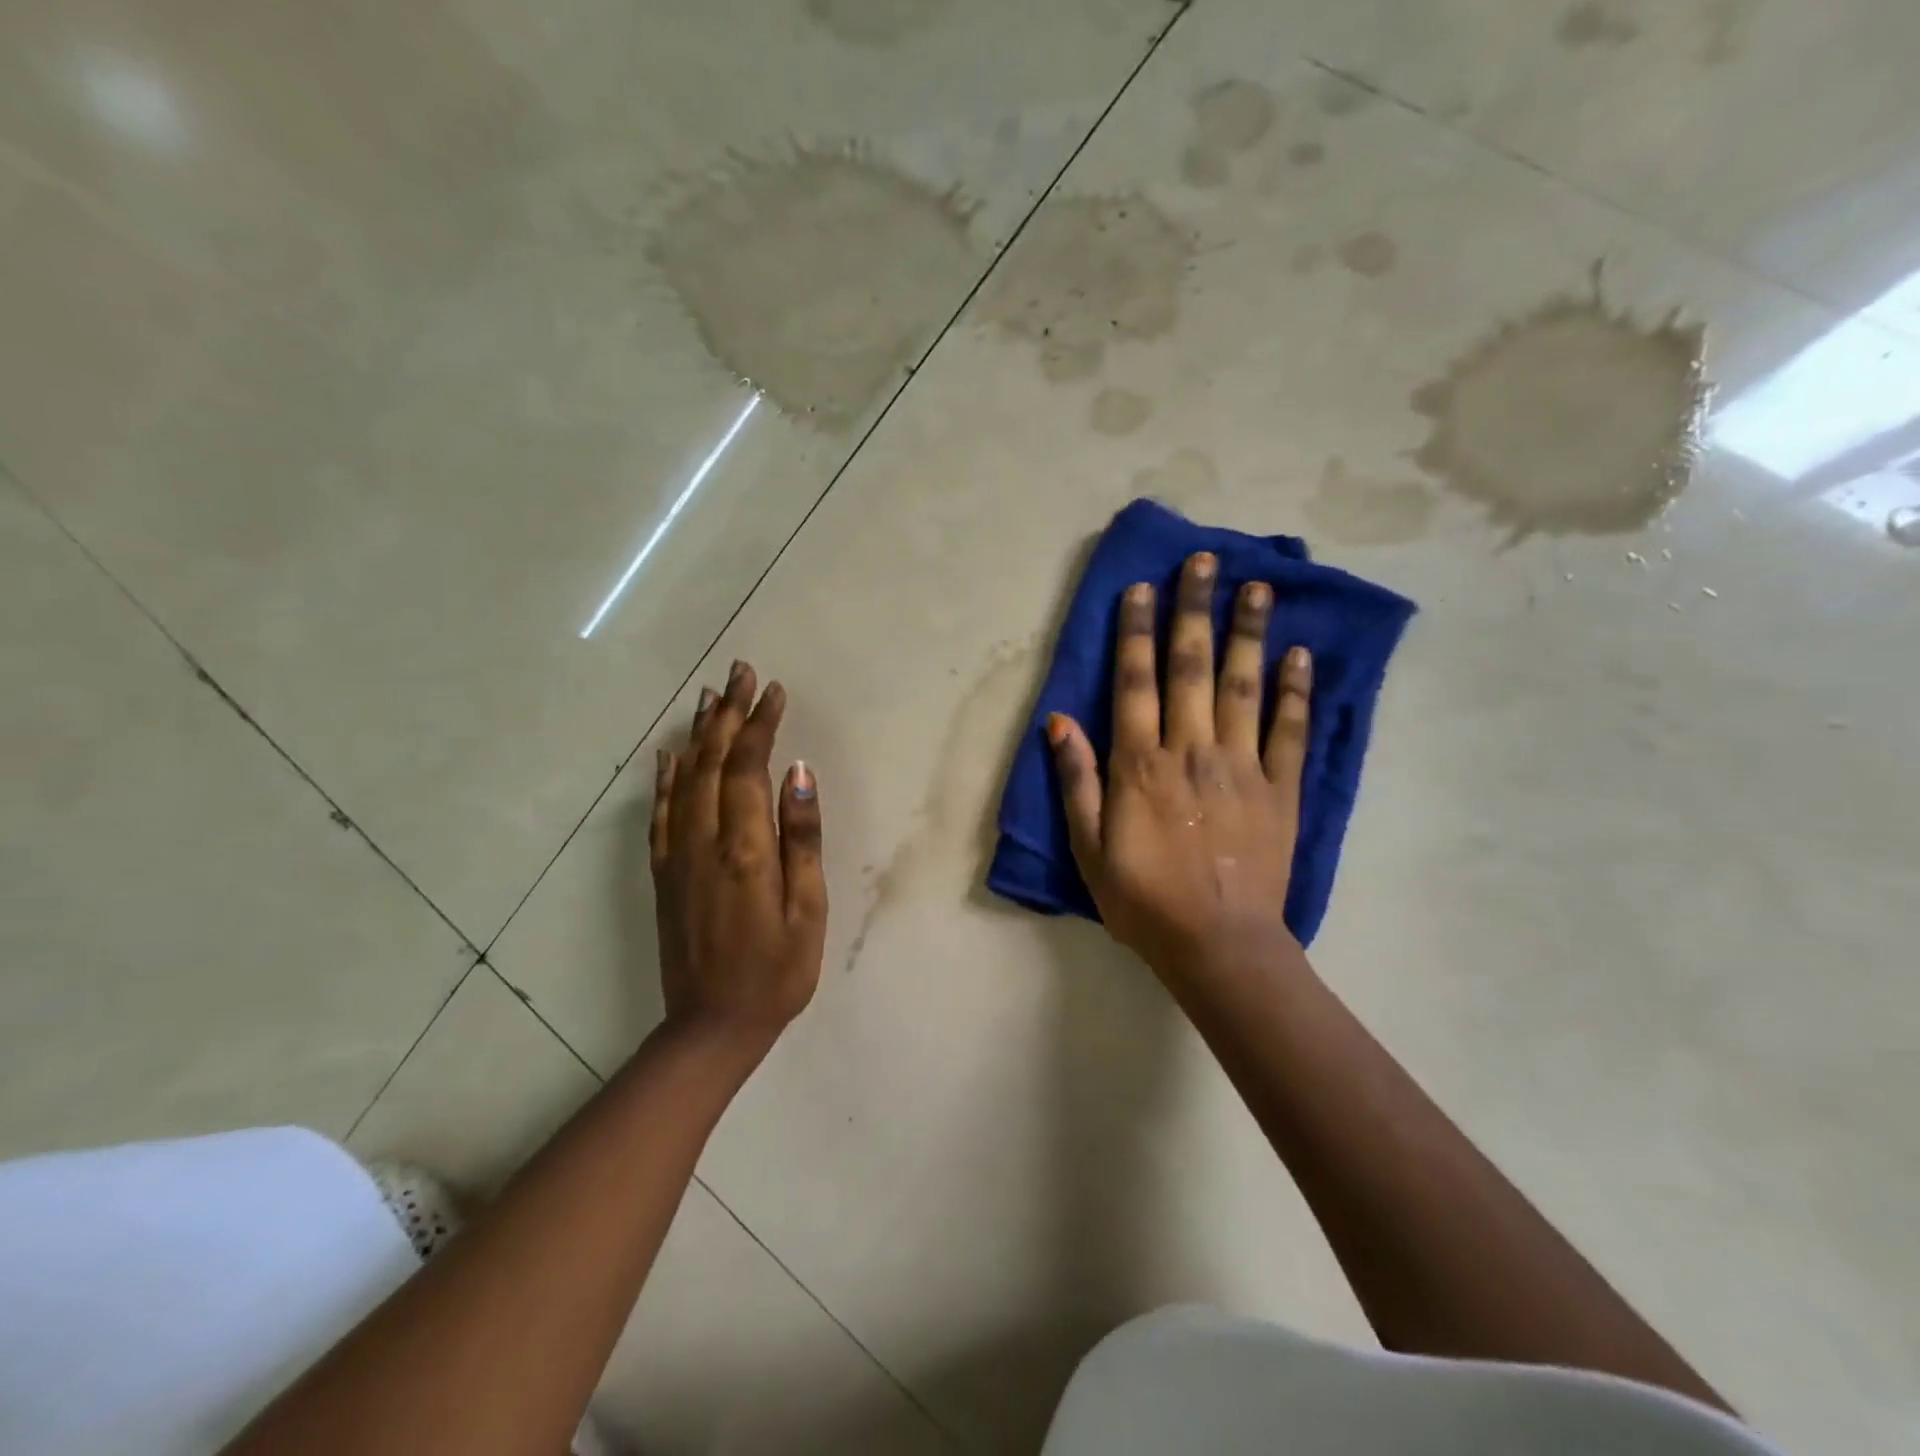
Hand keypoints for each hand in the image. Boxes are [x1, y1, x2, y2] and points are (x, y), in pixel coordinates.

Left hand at [650, 661, 826, 1054]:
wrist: (712, 1025)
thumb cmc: (778, 970)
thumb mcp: (808, 908)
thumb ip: (802, 836)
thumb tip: (799, 772)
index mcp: (745, 847)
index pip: (750, 766)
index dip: (760, 724)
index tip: (773, 690)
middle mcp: (704, 840)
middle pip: (714, 761)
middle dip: (728, 713)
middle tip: (739, 672)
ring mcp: (677, 855)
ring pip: (686, 778)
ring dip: (699, 734)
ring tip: (709, 696)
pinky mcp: (664, 873)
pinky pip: (662, 812)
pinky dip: (667, 777)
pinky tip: (670, 754)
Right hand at [1047, 552, 1311, 980]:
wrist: (1218, 945)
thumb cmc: (1143, 899)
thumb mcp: (1088, 848)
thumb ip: (1076, 780)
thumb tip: (1058, 721)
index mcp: (1140, 765)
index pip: (1135, 682)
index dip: (1136, 631)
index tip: (1142, 588)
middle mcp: (1191, 750)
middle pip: (1192, 667)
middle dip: (1194, 610)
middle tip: (1204, 561)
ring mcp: (1241, 766)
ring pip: (1244, 685)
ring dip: (1249, 632)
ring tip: (1257, 586)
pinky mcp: (1281, 788)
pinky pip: (1289, 729)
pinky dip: (1294, 690)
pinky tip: (1298, 654)